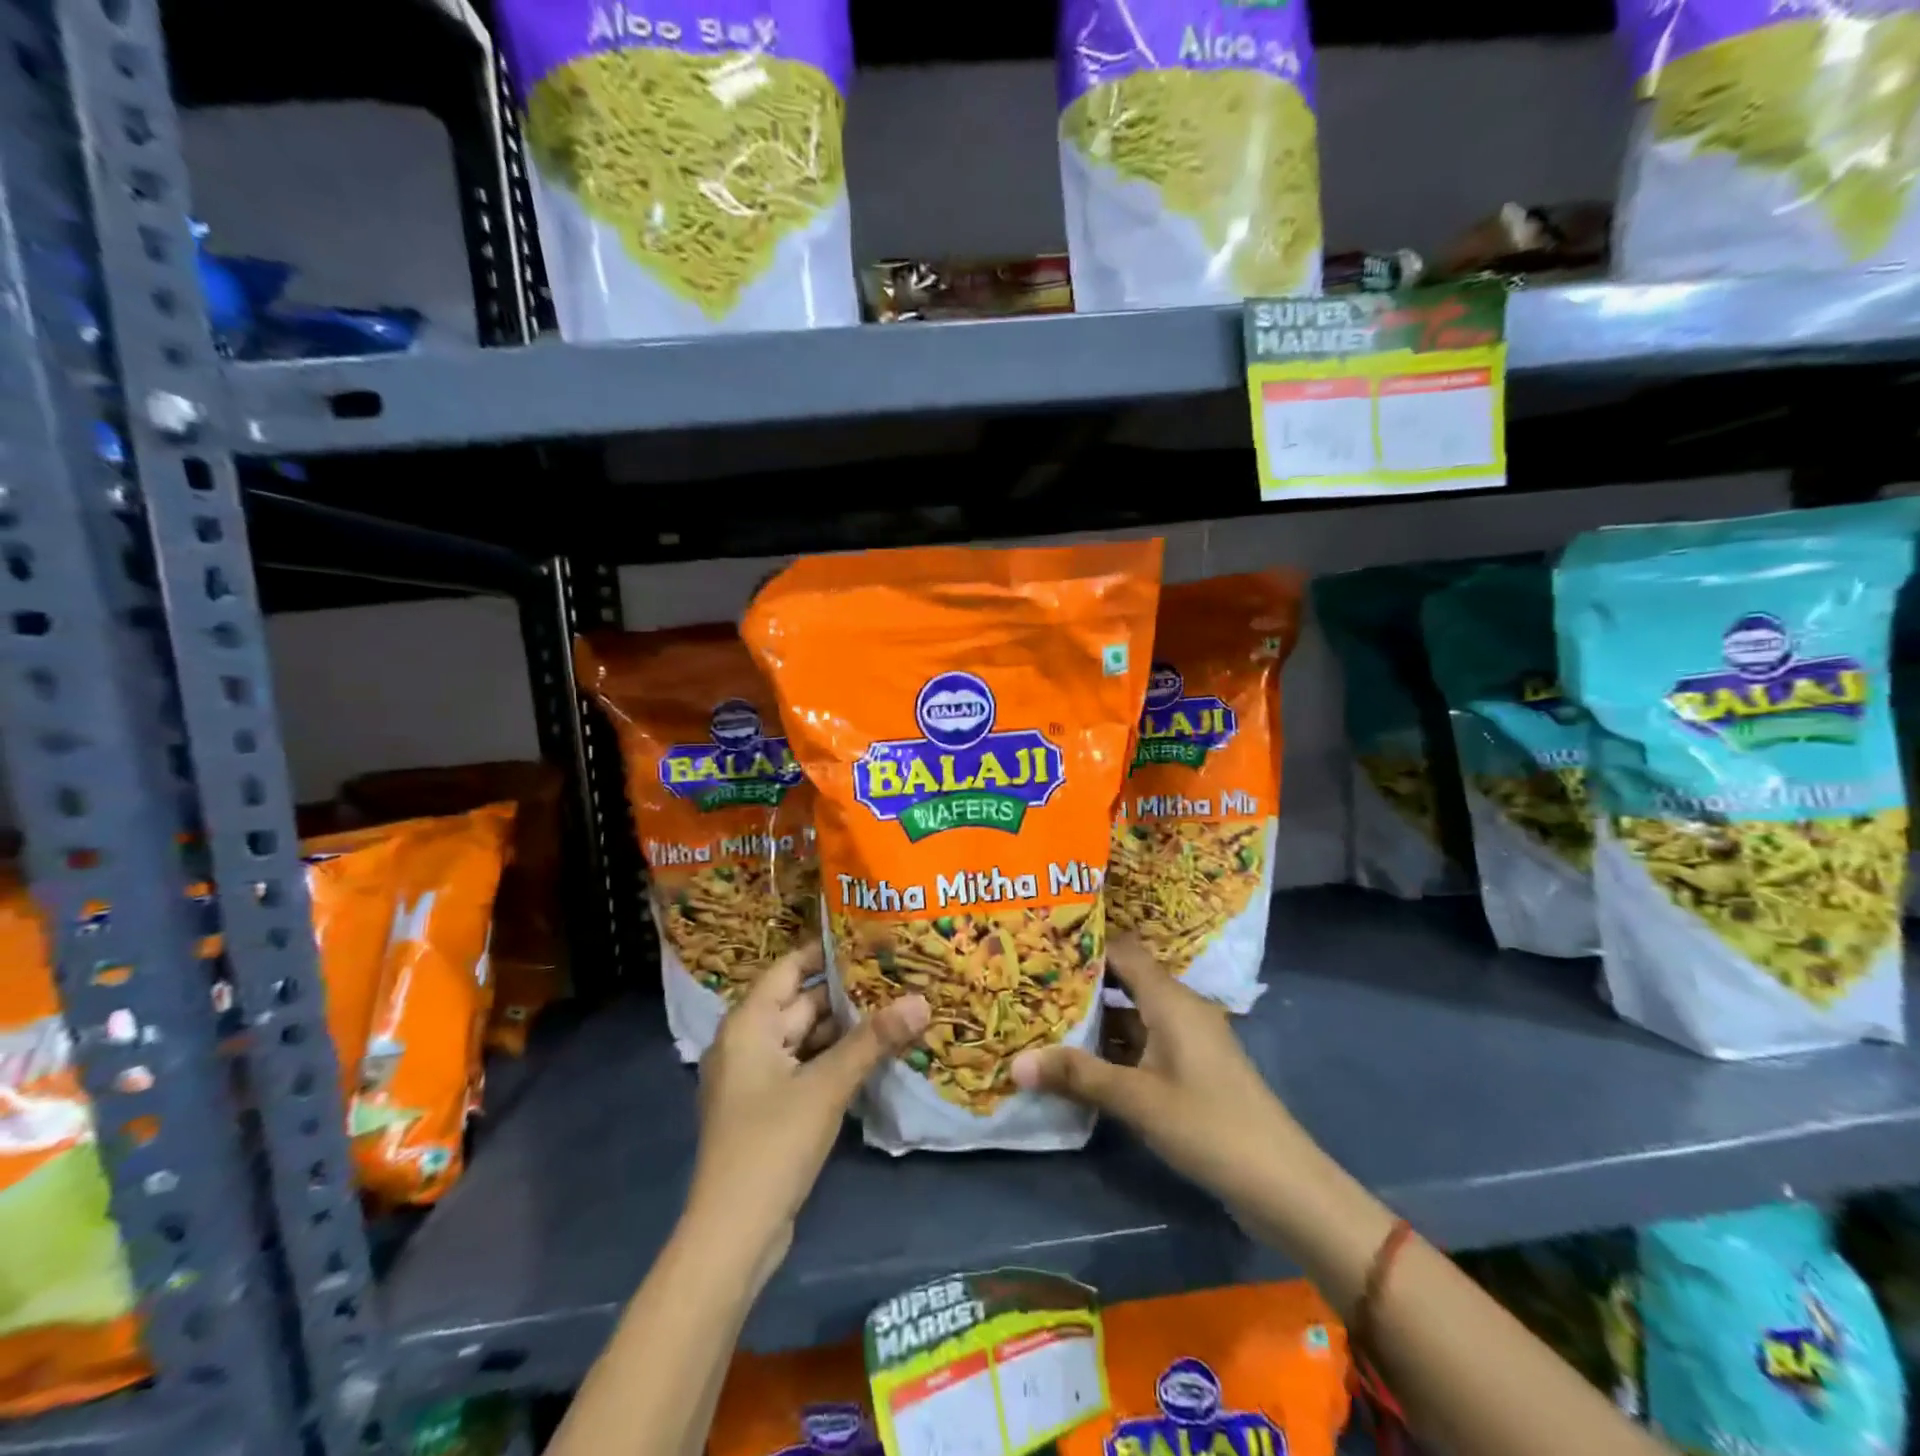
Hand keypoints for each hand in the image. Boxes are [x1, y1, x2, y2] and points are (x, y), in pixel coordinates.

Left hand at [688, 941, 928, 1269]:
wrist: (733, 1234)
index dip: (826, 951)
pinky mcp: (769, 1108)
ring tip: (895, 1009)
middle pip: (801, 1004)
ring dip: (846, 1029)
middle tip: (896, 974)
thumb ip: (874, 1040)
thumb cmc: (773, 1143)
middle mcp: (747, 1042)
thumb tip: (922, 999)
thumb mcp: (827, 1085)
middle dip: (847, 993)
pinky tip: (874, 1055)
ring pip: (806, 1038)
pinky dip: (835, 1059)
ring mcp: (756, 1078)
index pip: (789, 968)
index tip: (868, 936)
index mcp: (748, 1024)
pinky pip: (805, 1067)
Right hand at [1011, 932, 1302, 1215]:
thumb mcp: (1136, 1100)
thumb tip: (1015, 1063)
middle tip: (1033, 983)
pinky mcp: (1190, 1068)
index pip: (1122, 950)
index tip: (1042, 945)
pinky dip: (1113, 1045)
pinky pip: (1143, 1041)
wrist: (1283, 1183)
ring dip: (1095, 1018)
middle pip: (1124, 980)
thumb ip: (1077, 1076)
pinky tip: (1081, 1059)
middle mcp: (1179, 1008)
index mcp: (1170, 999)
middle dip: (1082, 983)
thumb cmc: (1208, 1126)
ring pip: (1132, 1014)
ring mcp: (1187, 1039)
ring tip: (1044, 1017)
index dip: (1084, 944)